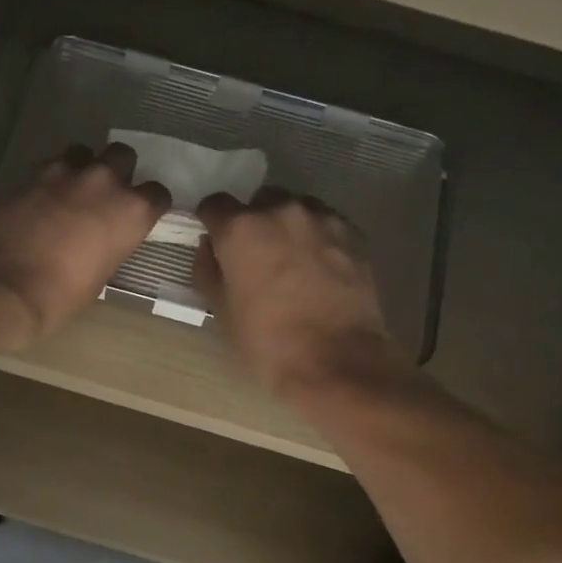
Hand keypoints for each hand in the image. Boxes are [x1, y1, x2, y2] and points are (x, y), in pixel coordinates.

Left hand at [0, 143, 168, 346]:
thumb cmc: (57, 297)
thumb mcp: (98, 278)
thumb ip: (108, 246)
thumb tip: (101, 240)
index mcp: (130, 212)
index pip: (156, 195)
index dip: (148, 206)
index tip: (138, 218)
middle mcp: (103, 182)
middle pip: (122, 156)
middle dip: (117, 172)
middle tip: (103, 197)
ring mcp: (64, 173)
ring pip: (83, 152)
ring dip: (81, 168)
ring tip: (70, 192)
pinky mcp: (29, 174)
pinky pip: (49, 167)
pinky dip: (50, 180)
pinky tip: (41, 202)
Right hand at [194, 188, 392, 397]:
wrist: (336, 360)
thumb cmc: (267, 342)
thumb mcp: (222, 311)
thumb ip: (208, 271)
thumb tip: (208, 248)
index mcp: (241, 229)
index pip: (214, 205)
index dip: (212, 223)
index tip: (216, 244)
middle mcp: (281, 211)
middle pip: (259, 202)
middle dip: (253, 223)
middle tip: (255, 259)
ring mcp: (322, 218)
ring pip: (296, 209)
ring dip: (287, 228)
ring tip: (291, 264)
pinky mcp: (353, 233)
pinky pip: (325, 224)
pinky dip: (316, 239)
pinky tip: (318, 270)